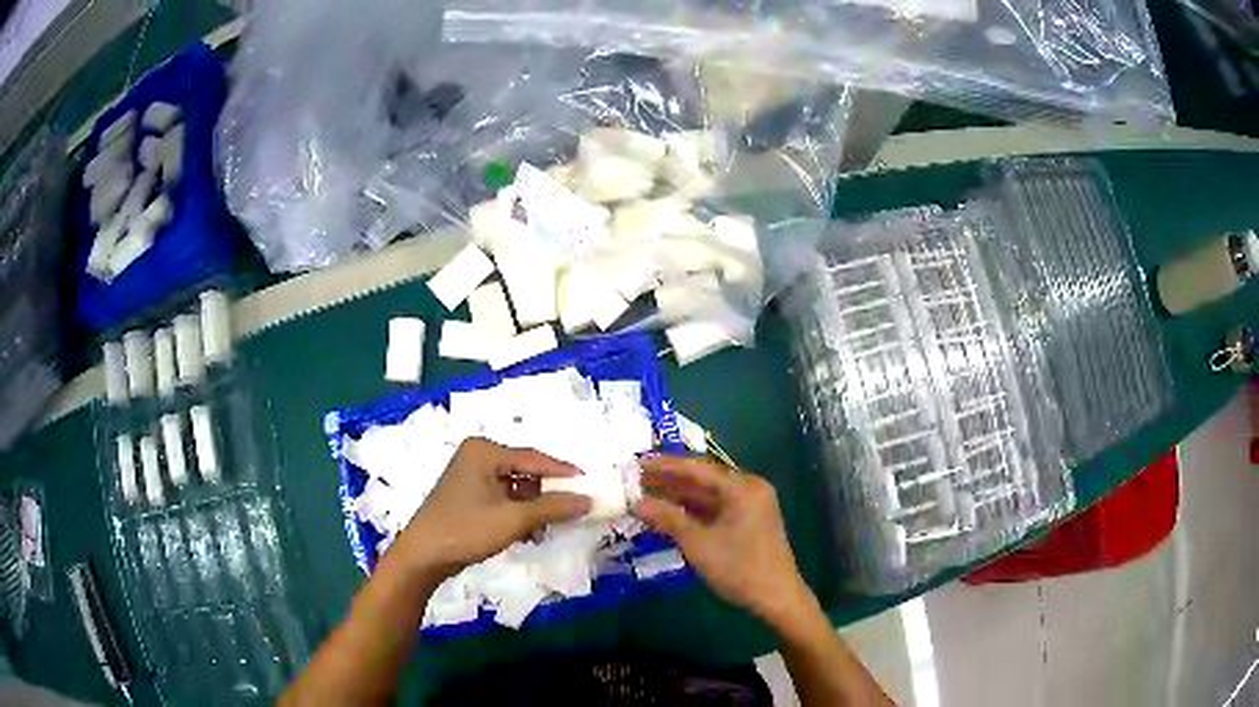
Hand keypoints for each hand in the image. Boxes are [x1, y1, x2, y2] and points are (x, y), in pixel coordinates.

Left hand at [388, 438, 590, 581]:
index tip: (590, 484)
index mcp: (484, 451)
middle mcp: (477, 457)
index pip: (533, 458)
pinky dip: (518, 513)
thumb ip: (552, 508)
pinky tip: (529, 532)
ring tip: (551, 525)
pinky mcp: (468, 496)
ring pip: (515, 487)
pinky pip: (503, 498)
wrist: (423, 557)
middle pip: (525, 471)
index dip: (563, 472)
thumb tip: (588, 500)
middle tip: (575, 506)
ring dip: (534, 507)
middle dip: (548, 492)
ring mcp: (471, 477)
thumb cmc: (465, 530)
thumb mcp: (513, 520)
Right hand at [634, 456, 813, 628]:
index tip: (637, 463)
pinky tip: (668, 515)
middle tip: (635, 479)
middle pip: (703, 479)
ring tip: (645, 495)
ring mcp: (750, 505)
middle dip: (670, 481)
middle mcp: (749, 489)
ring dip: (679, 497)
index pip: (698, 469)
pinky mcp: (748, 521)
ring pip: (708, 495)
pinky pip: (716, 509)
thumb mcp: (699, 544)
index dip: (665, 466)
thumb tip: (636, 502)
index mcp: (743, 487)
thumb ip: (667, 519)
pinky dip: (693, 511)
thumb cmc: (739, 568)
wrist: (776, 598)